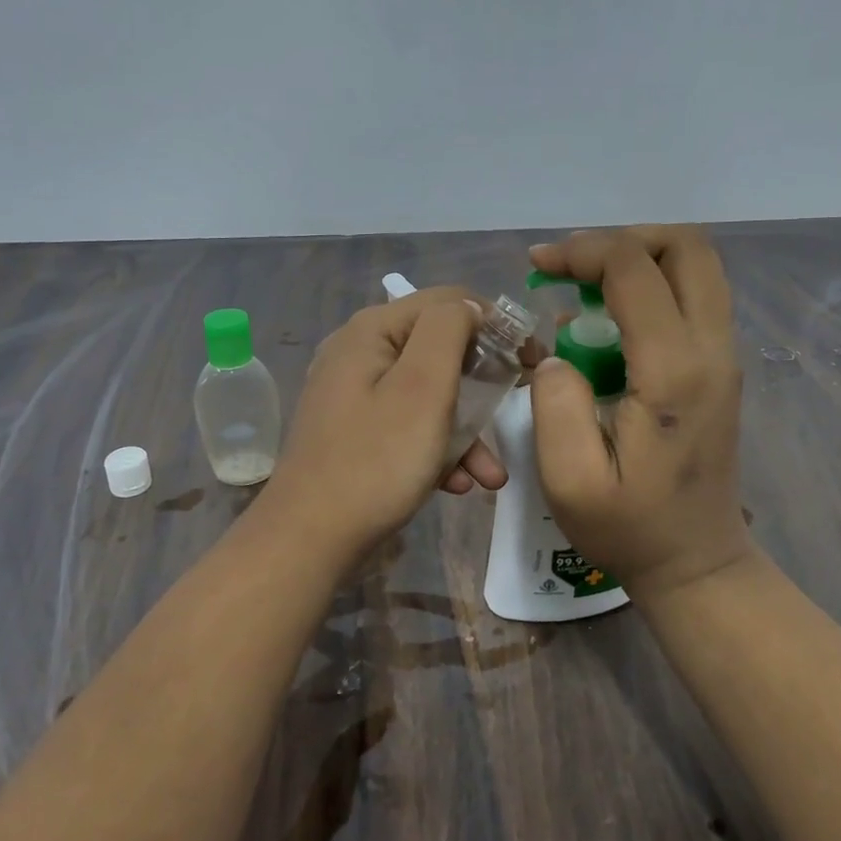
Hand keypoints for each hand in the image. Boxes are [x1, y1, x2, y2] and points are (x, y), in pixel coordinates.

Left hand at [259, 288, 508, 560]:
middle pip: (439, 348)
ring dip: (465, 429)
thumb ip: (448, 331)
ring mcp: (353, 393)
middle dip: (482, 385)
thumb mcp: (423, 387)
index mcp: (372, 330)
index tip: (531, 361)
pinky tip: (457, 484)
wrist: (309, 539)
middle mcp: (358, 351)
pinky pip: (407, 424)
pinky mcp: (354, 430)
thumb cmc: (376, 460)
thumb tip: (468, 308)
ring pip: (427, 394)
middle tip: (515, 409)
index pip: (449, 301)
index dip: (496, 324)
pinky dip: (437, 448)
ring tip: (491, 475)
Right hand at [527, 227, 755, 597]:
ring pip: (696, 266)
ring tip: (583, 288)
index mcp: (674, 370)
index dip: (581, 252)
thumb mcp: (569, 478)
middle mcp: (711, 349)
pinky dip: (649, 287)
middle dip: (622, 239)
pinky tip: (605, 323)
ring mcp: (723, 356)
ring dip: (637, 260)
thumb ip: (554, 403)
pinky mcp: (719, 366)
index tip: (538, 266)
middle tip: (572, 267)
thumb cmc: (629, 527)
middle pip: (687, 246)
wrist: (696, 562)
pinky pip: (692, 297)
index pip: (634, 269)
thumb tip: (558, 353)